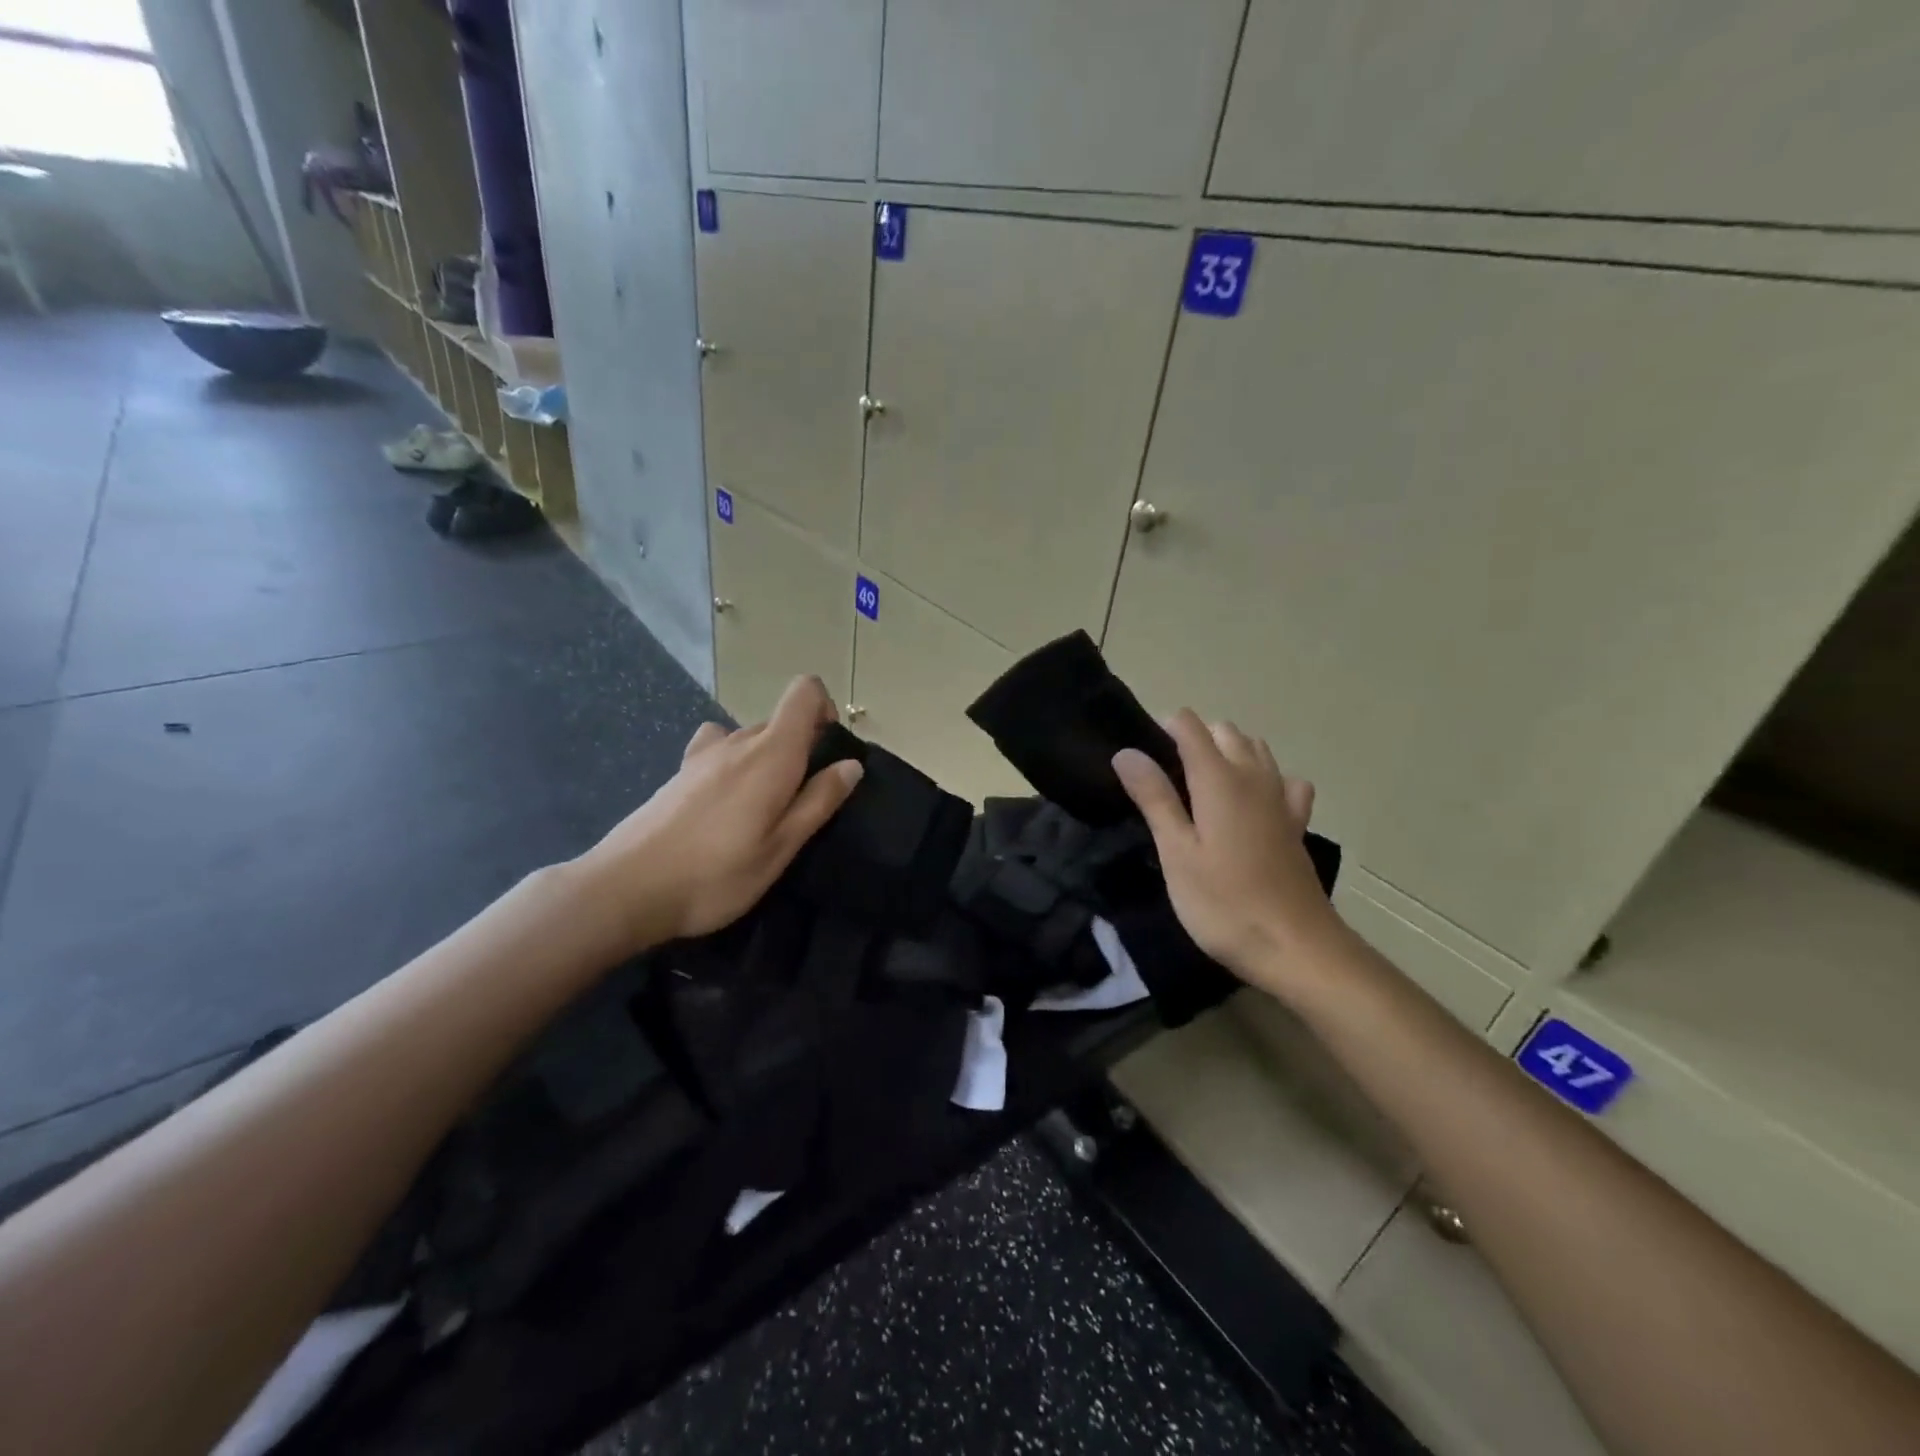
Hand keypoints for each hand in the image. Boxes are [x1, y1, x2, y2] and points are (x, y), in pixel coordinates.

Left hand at [571, 676, 863, 956]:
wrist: (626, 889)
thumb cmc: (716, 874)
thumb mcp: (781, 847)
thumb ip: (819, 801)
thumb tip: (852, 765)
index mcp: (771, 754)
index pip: (804, 692)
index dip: (825, 708)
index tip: (828, 751)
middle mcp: (737, 741)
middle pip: (779, 720)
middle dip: (800, 748)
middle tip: (799, 803)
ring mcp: (702, 755)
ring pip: (748, 738)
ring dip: (765, 761)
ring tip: (759, 811)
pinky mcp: (678, 773)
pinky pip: (719, 751)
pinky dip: (733, 767)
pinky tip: (723, 808)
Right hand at [1113, 711, 1345, 1000]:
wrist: (1296, 947)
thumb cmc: (1224, 903)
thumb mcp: (1176, 853)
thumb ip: (1154, 798)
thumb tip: (1127, 751)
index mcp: (1218, 779)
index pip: (1189, 725)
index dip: (1162, 730)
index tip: (1141, 761)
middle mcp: (1254, 776)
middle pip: (1224, 732)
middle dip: (1193, 739)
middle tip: (1165, 782)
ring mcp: (1281, 799)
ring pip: (1256, 750)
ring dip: (1228, 753)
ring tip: (1202, 789)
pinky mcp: (1297, 824)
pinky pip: (1284, 782)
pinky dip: (1266, 780)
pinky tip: (1253, 805)